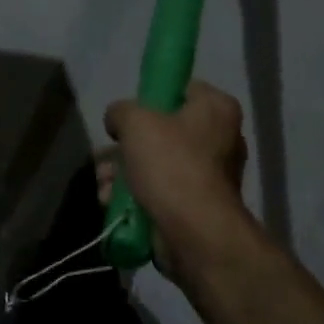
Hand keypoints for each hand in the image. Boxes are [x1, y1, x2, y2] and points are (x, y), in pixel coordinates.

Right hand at [102, 80, 261, 278]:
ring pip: (156, 163)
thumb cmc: (172, 166)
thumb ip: (121, 110)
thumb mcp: (136, 122)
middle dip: (126, 146)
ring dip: (123, 173)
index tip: (129, 114)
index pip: (181, 89)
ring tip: (103, 186)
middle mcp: (220, 138)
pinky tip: (112, 203)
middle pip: (162, 131)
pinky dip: (136, 195)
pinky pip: (161, 190)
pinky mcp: (197, 205)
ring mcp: (210, 175)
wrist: (195, 234)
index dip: (151, 97)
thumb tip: (118, 120)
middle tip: (105, 156)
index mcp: (216, 109)